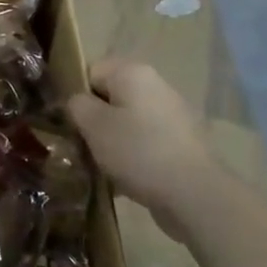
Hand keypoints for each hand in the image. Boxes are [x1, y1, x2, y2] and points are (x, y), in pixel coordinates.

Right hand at [65, 59, 207, 231]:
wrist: (196, 195)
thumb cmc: (138, 151)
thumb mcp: (93, 125)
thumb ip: (77, 105)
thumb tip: (78, 102)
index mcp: (132, 72)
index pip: (90, 72)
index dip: (76, 96)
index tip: (70, 123)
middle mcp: (155, 85)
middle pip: (111, 97)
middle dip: (95, 122)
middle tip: (84, 147)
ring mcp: (173, 114)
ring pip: (128, 122)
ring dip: (113, 142)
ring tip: (104, 168)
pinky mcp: (183, 143)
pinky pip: (146, 142)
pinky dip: (134, 157)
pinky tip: (127, 181)